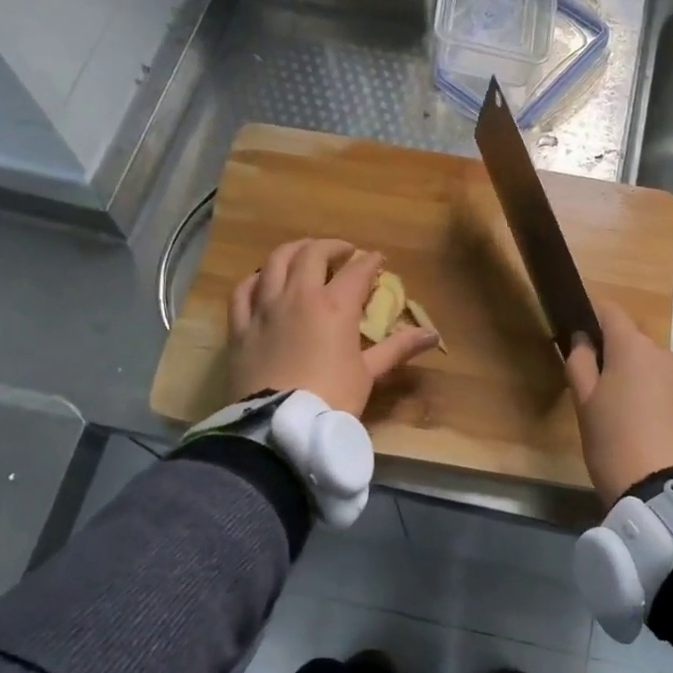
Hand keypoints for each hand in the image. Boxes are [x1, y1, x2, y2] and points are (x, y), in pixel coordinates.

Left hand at [228, 238, 439, 416]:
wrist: (279, 426)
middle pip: (313, 254)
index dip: (370, 261)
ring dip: (294, 251)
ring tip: (304, 254)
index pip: (356, 270)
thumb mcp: (368, 373)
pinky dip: (256, 278)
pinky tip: (263, 280)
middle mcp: (298, 295)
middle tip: (343, 253)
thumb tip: (433, 334)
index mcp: (335, 305)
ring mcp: (265, 307)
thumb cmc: (332, 398)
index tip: (377, 259)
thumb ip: (398, 347)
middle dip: (332, 247)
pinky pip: (244, 289)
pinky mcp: (240, 325)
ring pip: (275, 262)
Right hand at [564, 299, 672, 508]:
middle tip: (599, 394)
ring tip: (626, 420)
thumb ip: (580, 364)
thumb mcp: (585, 405)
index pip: (611, 312)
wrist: (671, 494)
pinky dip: (660, 403)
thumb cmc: (615, 443)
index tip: (580, 340)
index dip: (593, 318)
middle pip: (635, 344)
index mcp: (633, 348)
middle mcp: (666, 355)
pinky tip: (651, 434)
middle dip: (617, 358)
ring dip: (640, 382)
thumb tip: (583, 339)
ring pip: (656, 370)